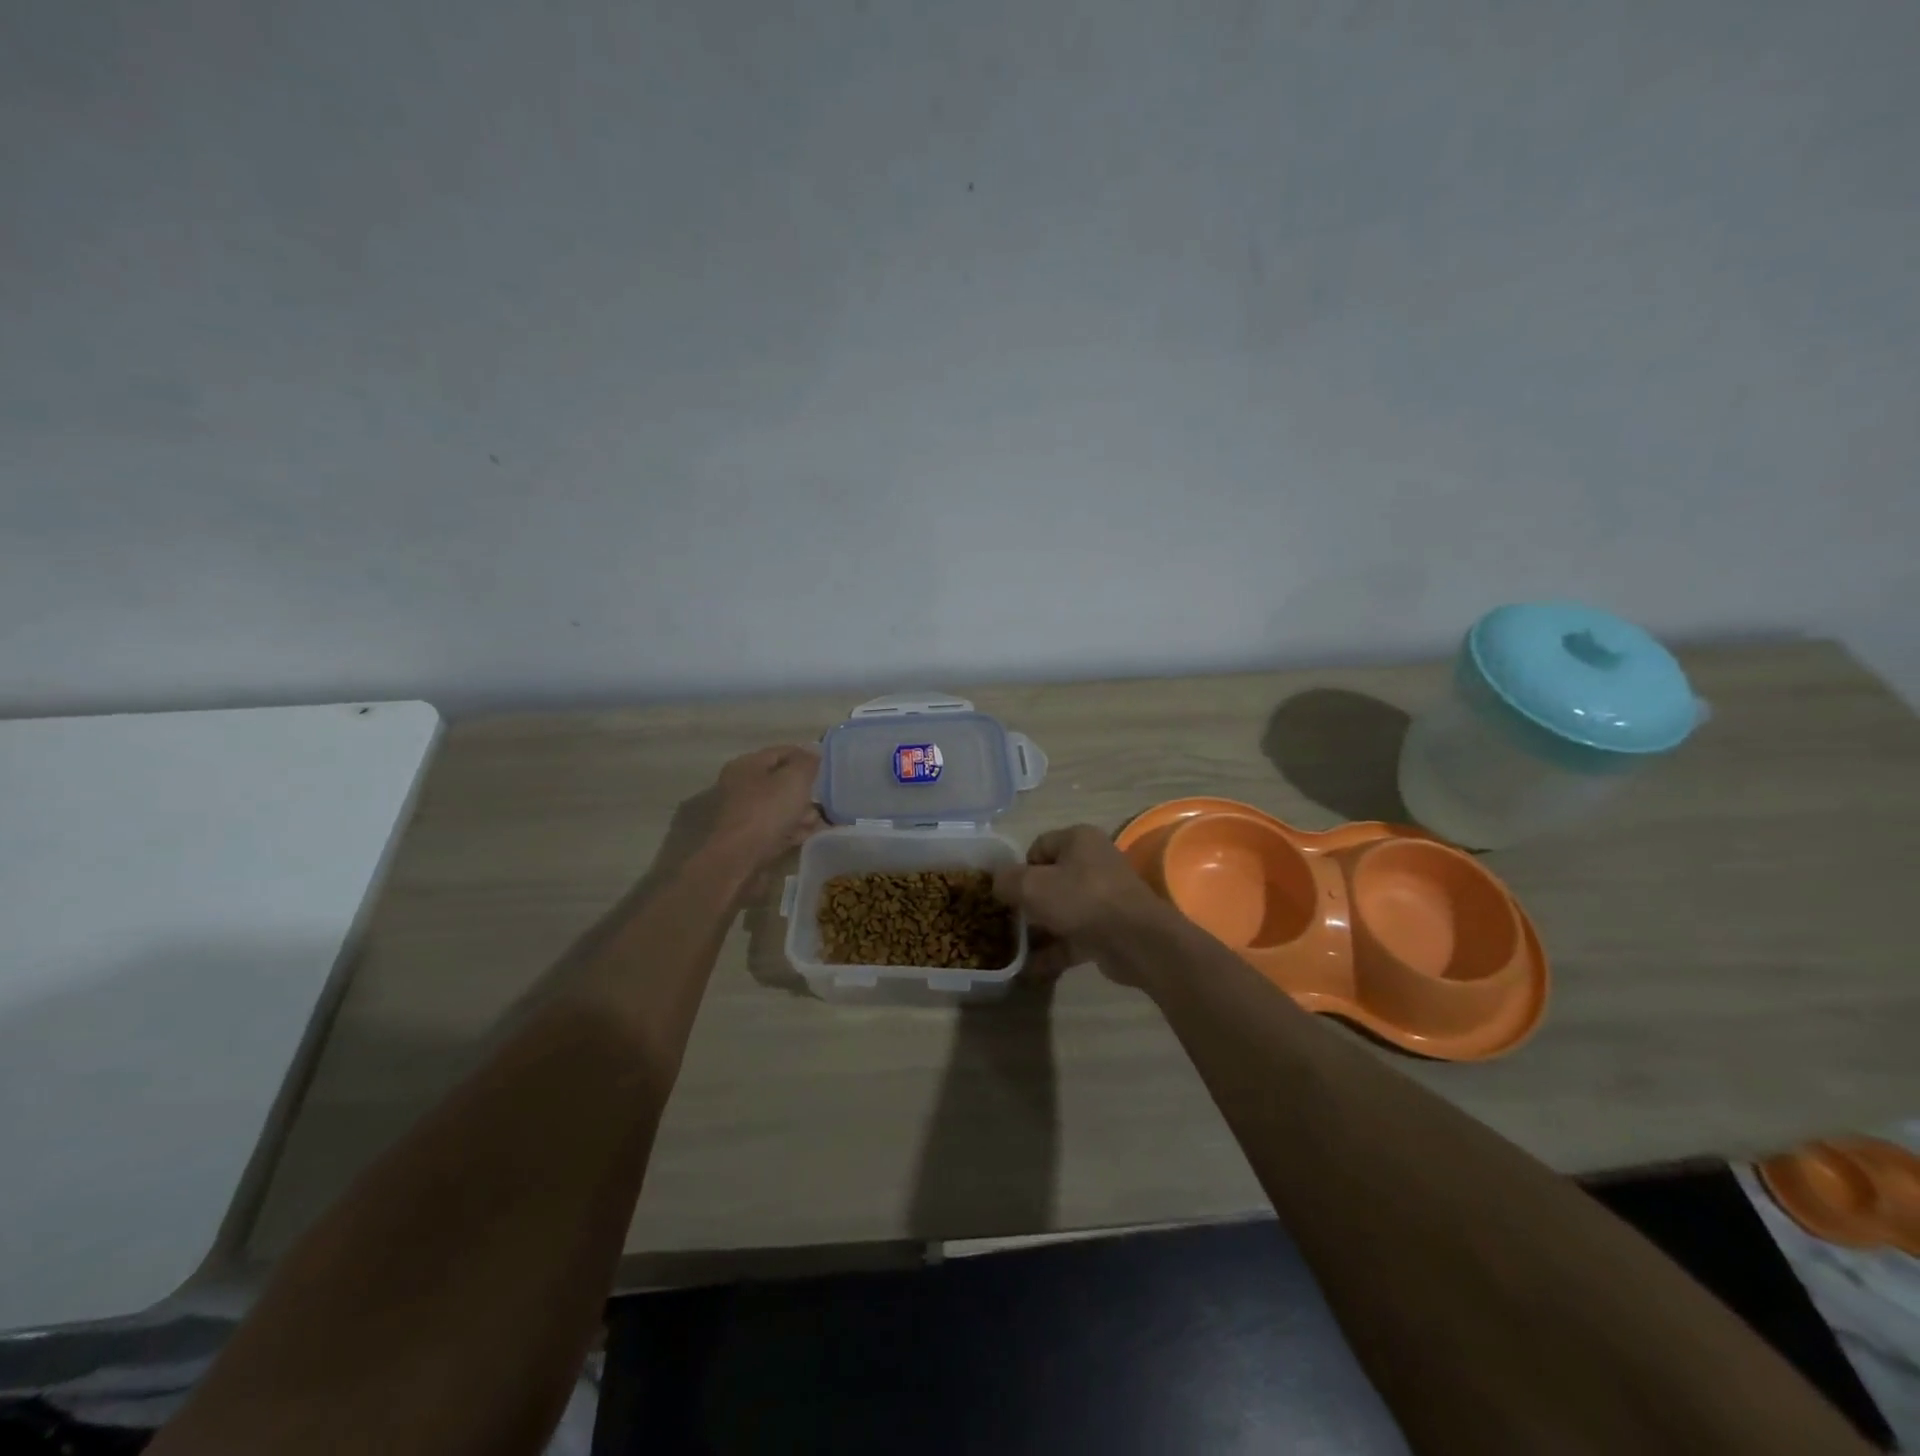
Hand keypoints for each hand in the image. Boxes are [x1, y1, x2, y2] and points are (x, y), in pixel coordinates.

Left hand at [705, 745, 824, 870]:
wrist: (740, 859)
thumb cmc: (767, 811)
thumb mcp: (794, 779)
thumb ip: (807, 763)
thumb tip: (813, 752)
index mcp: (747, 765)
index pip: (782, 752)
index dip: (806, 756)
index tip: (828, 768)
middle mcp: (741, 786)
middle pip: (781, 781)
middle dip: (805, 790)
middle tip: (825, 798)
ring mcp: (744, 813)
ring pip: (780, 807)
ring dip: (801, 812)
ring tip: (819, 821)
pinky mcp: (749, 838)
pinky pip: (776, 827)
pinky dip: (792, 829)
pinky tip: (807, 835)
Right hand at [993, 825, 1173, 981]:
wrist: (1137, 941)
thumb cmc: (1082, 900)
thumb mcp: (1032, 886)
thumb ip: (1007, 880)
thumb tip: (998, 882)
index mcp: (1078, 839)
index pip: (1038, 847)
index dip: (1019, 869)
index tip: (1007, 893)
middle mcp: (1093, 862)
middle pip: (1049, 880)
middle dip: (1027, 902)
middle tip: (1008, 921)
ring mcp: (1103, 897)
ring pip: (1061, 910)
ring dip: (1039, 930)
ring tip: (1014, 949)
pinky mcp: (1109, 928)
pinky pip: (1074, 936)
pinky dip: (1054, 950)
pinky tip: (1031, 970)